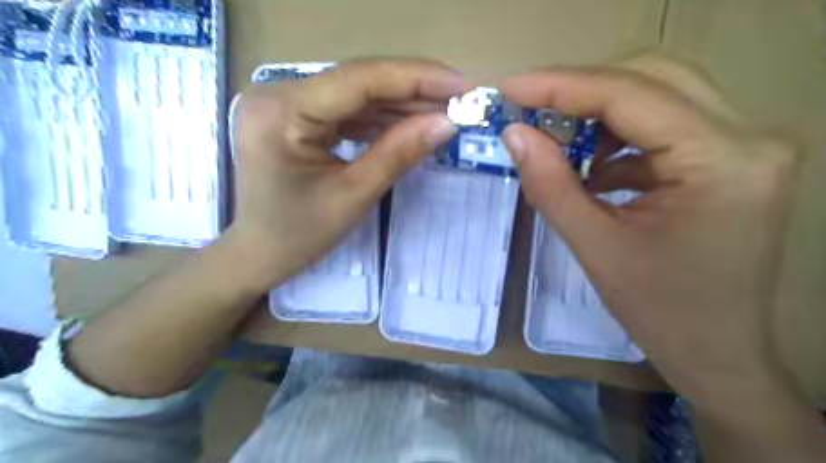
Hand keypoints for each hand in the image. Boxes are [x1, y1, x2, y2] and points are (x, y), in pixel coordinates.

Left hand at [228, 57, 461, 289]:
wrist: (261, 252)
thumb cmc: (300, 235)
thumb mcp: (354, 195)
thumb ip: (400, 153)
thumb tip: (448, 122)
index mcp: (281, 113)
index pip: (359, 81)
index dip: (417, 78)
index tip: (463, 86)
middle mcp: (278, 94)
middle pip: (360, 82)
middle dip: (415, 91)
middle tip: (463, 100)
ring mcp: (286, 103)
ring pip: (358, 94)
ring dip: (404, 104)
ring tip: (447, 112)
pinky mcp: (297, 115)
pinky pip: (348, 110)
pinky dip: (383, 118)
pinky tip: (414, 122)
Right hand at [500, 55, 803, 404]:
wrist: (719, 354)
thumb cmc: (660, 312)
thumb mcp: (595, 247)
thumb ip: (550, 185)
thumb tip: (514, 134)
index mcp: (721, 162)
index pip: (630, 95)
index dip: (560, 86)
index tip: (509, 90)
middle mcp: (748, 138)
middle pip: (651, 78)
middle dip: (580, 91)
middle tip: (529, 110)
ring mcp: (745, 146)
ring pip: (659, 95)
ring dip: (599, 114)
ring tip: (558, 145)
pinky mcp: (730, 159)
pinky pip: (665, 126)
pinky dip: (619, 139)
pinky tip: (593, 170)